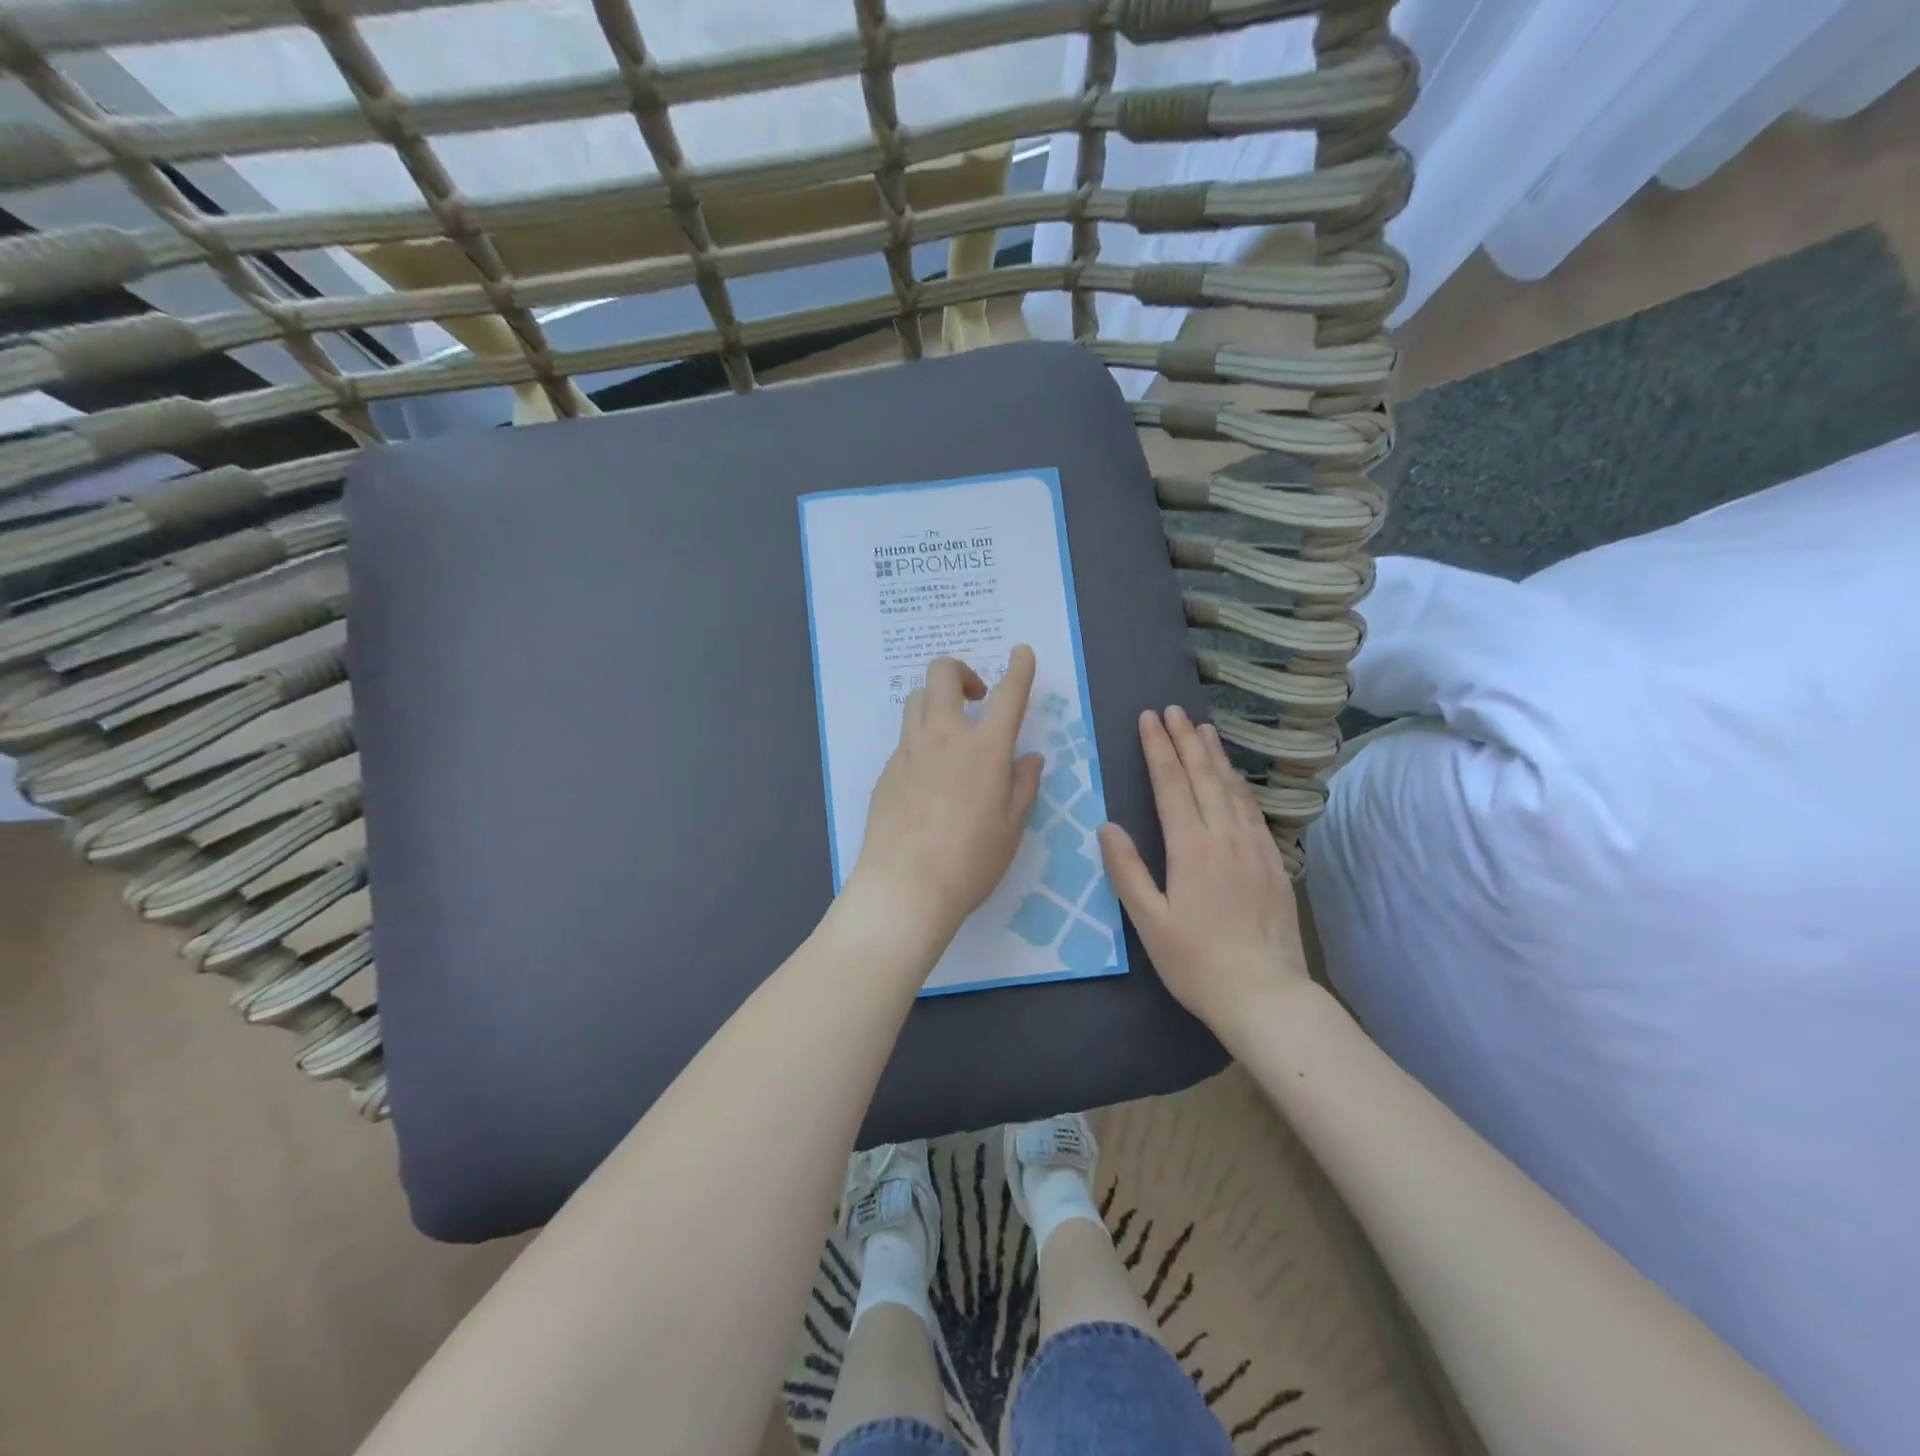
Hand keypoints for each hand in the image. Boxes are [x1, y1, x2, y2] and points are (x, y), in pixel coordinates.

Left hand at [847, 646, 1042, 943]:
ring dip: (936, 700)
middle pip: (942, 675)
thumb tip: (1029, 758)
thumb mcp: (1011, 827)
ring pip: (916, 700)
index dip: (1019, 668)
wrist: (905, 886)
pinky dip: (921, 738)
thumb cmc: (970, 861)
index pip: (1008, 695)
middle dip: (962, 670)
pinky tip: (929, 775)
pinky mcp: (886, 771)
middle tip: (977, 696)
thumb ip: (1023, 785)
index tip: (1021, 652)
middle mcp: (944, 737)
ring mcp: (909, 751)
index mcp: (985, 750)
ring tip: (951, 731)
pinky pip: (905, 738)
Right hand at [1099, 706, 1309, 1031]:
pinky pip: (1253, 811)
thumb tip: (1108, 826)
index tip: (1149, 719)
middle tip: (1173, 710)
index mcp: (1191, 849)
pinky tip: (1234, 778)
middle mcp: (1225, 838)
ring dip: (1215, 755)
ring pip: (1232, 789)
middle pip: (1204, 777)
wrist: (1267, 996)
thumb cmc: (1197, 963)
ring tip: (1204, 728)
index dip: (1159, 749)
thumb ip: (1127, 871)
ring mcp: (1255, 848)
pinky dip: (1239, 785)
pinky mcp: (1274, 863)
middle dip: (1186, 740)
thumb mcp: (1150, 922)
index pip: (1172, 785)